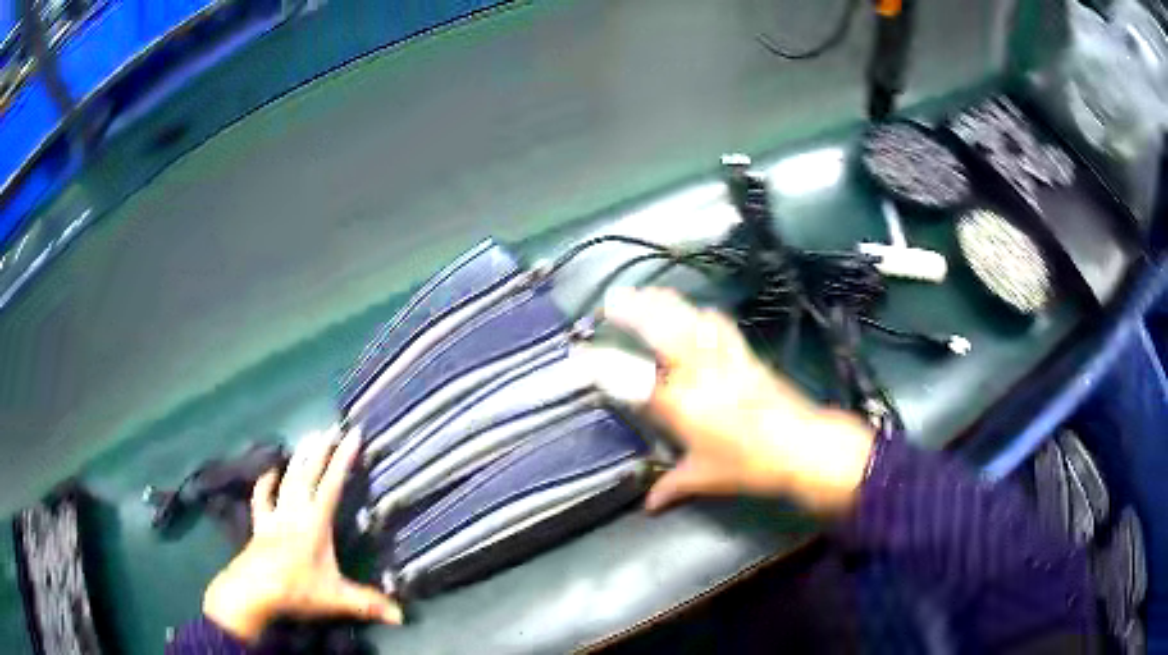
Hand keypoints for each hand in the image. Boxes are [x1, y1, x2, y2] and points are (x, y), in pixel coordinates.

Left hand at [203, 427, 401, 642]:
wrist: (253, 591)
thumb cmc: (295, 590)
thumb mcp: (336, 599)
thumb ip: (368, 604)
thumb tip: (403, 616)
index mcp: (315, 523)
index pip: (332, 485)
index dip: (343, 459)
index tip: (353, 434)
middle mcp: (294, 511)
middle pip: (308, 473)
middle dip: (320, 450)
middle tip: (330, 428)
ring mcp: (275, 515)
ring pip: (288, 478)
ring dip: (298, 458)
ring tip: (308, 439)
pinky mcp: (260, 523)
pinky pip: (262, 496)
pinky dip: (266, 481)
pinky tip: (271, 470)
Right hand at [603, 287, 874, 514]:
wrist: (802, 445)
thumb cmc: (749, 465)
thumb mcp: (705, 477)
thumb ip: (672, 486)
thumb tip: (649, 505)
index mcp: (681, 404)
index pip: (634, 379)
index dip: (606, 365)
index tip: (584, 354)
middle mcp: (698, 373)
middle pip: (662, 330)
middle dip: (635, 310)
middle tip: (613, 300)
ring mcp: (724, 358)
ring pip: (689, 320)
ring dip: (665, 304)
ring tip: (646, 293)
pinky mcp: (746, 354)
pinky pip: (720, 326)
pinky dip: (702, 315)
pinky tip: (696, 312)